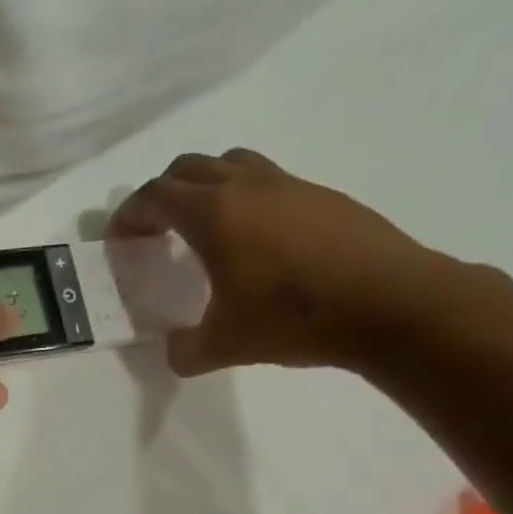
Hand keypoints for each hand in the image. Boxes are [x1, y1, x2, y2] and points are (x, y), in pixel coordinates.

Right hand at [109, 149, 448, 374]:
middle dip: (162, 194)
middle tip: (155, 230)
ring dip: (205, 186)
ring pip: (232, 163)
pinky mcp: (323, 196)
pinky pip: (268, 181)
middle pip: (188, 168)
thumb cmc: (294, 319)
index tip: (120, 240)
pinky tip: (256, 241)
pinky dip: (245, 198)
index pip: (155, 196)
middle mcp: (247, 187)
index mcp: (214, 214)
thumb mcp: (224, 346)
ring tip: (203, 226)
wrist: (392, 303)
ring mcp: (290, 185)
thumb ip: (186, 349)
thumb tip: (175, 349)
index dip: (129, 215)